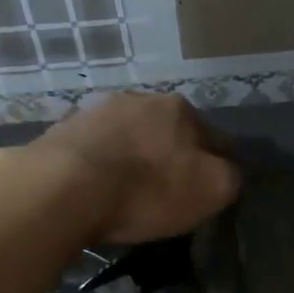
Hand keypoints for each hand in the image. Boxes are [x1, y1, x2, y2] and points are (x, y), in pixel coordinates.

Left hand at [31, 93, 240, 243]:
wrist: (63, 189)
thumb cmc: (147, 189)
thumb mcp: (212, 190)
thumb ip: (231, 177)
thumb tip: (229, 172)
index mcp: (180, 108)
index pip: (215, 138)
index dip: (219, 165)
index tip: (213, 191)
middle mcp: (139, 99)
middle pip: (169, 133)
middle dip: (172, 158)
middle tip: (170, 193)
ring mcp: (96, 111)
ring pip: (130, 138)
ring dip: (135, 159)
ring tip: (130, 192)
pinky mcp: (62, 131)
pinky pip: (95, 151)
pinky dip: (102, 166)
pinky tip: (98, 190)